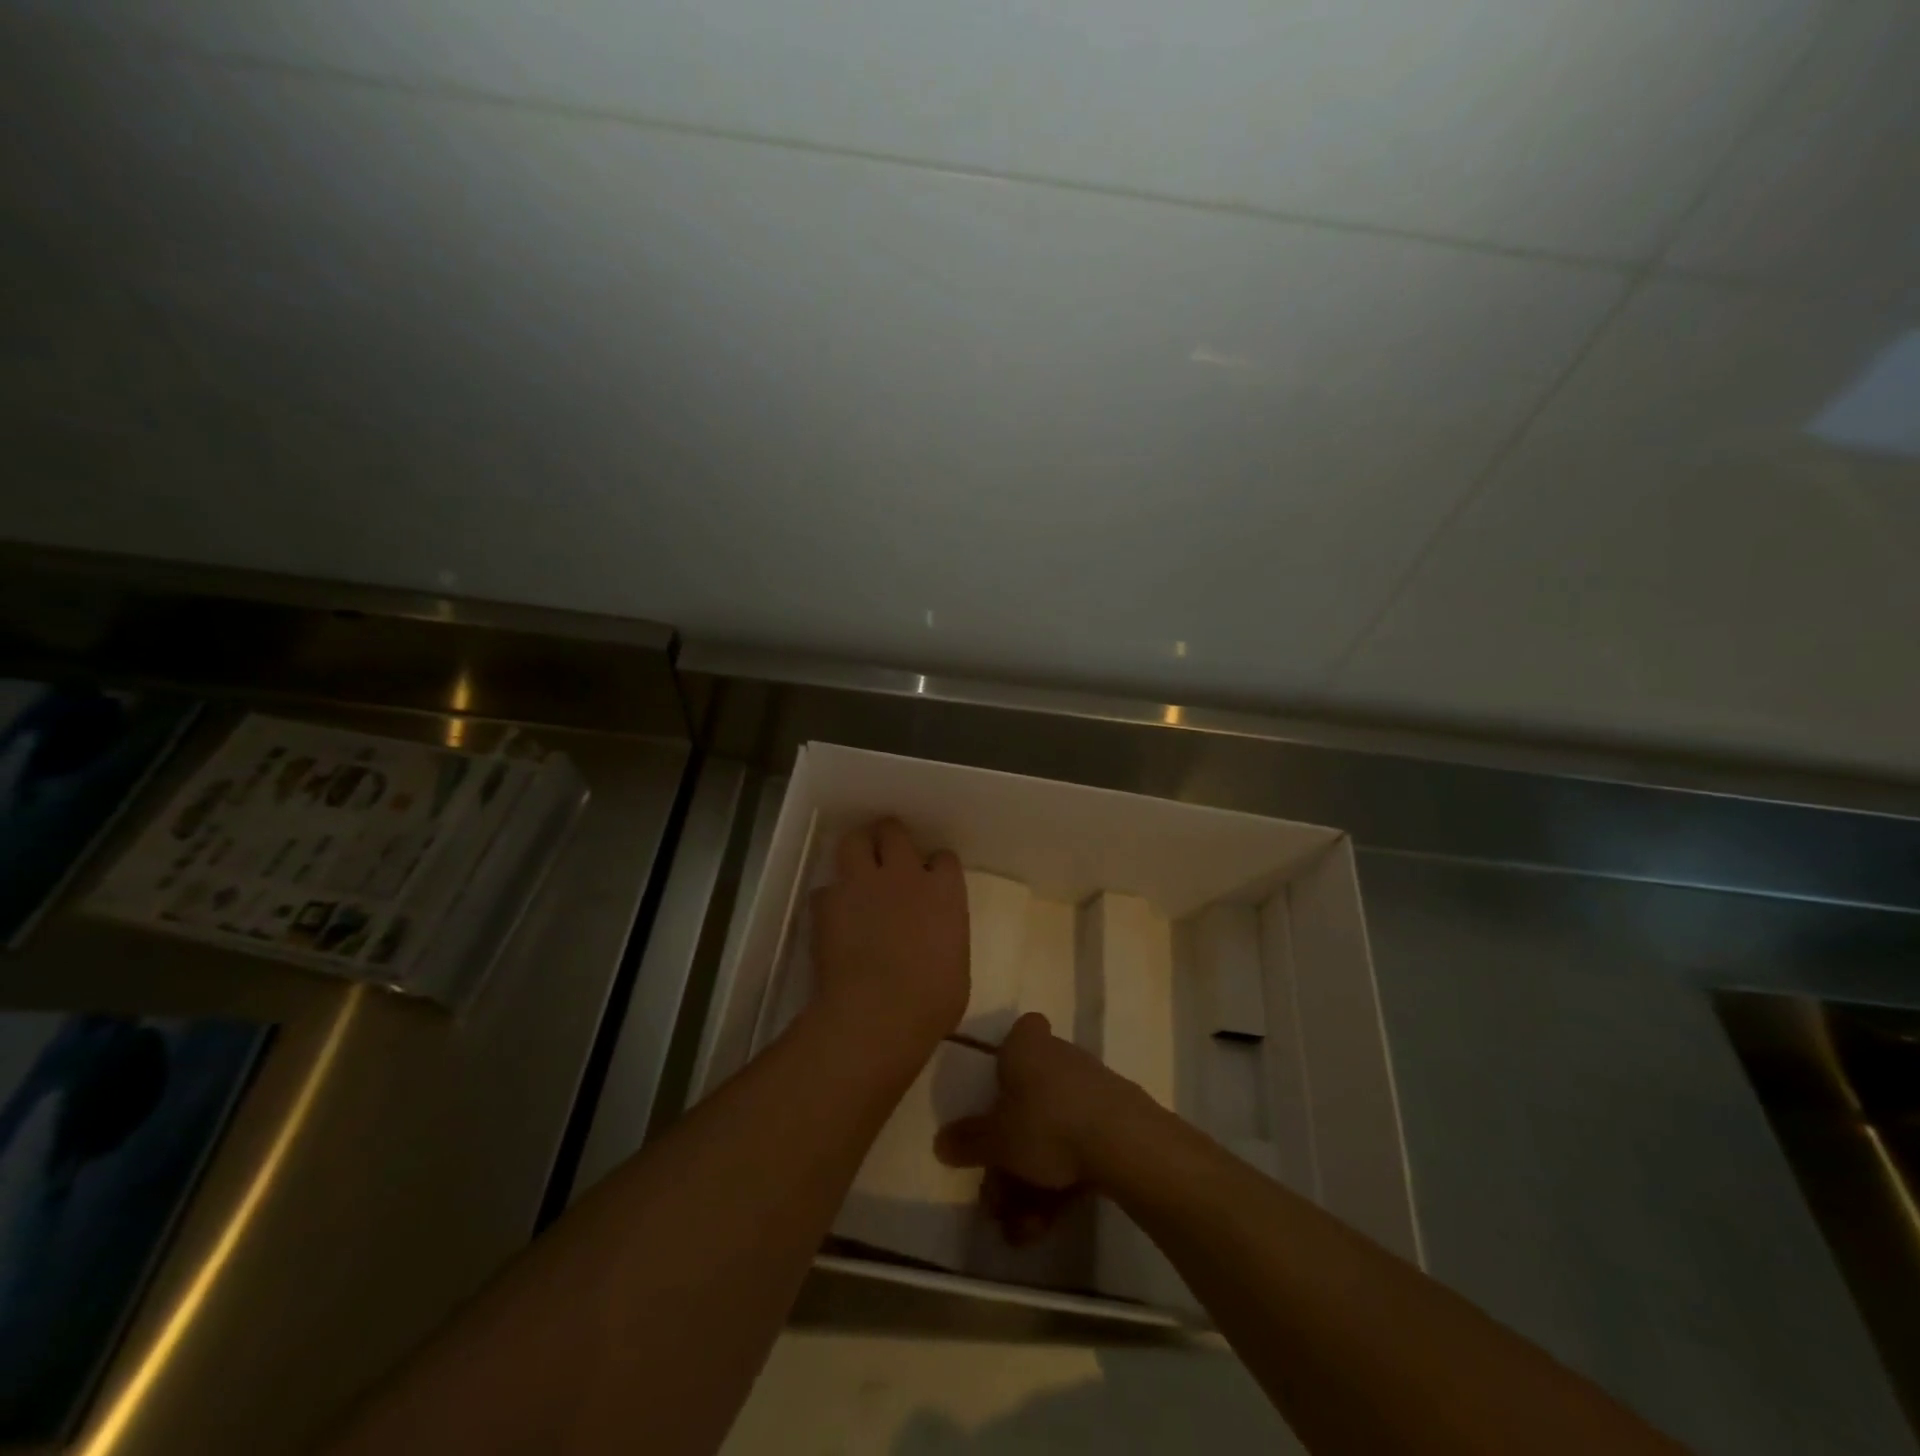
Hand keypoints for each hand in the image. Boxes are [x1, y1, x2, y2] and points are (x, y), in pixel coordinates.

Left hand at [809, 818, 968, 1057]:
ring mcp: (862, 883)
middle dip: (890, 838)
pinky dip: (830, 898)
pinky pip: (825, 888)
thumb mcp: (956, 967)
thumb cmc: (931, 1001)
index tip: (931, 880)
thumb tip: (936, 941)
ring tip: (857, 865)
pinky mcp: (828, 901)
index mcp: (944, 891)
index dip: (935, 867)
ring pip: (854, 840)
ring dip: (857, 849)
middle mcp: (904, 874)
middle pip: (894, 832)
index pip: (944, 858)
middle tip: (888, 855)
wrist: (878, 1013)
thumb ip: (945, 938)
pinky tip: (833, 915)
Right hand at [934, 1013, 1150, 1243]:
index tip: (998, 1089)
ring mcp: (1090, 1088)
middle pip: (1029, 1098)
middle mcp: (1059, 1057)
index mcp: (1027, 1045)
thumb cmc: (1046, 1123)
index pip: (1021, 1031)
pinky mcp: (1114, 1119)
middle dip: (1011, 1153)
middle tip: (996, 1196)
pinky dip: (1061, 1183)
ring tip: (1021, 1228)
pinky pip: (1078, 1148)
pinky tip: (1046, 1225)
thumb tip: (940, 1142)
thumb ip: (968, 1141)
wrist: (1122, 1142)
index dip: (1009, 1056)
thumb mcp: (996, 1139)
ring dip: (1031, 1182)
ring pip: (1052, 1132)